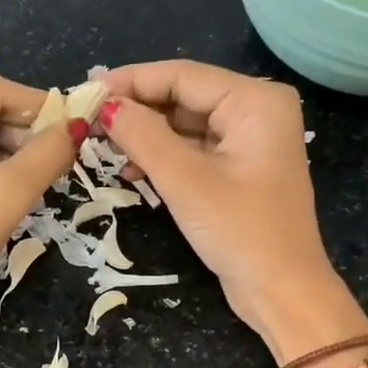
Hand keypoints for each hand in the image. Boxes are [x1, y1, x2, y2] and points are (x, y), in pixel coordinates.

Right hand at [99, 60, 367, 360]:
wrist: (282, 291)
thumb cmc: (240, 231)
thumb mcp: (186, 181)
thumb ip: (142, 136)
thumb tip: (104, 105)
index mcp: (255, 101)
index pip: (182, 76)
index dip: (131, 81)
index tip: (86, 91)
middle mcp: (256, 111)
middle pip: (184, 96)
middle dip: (137, 109)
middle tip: (88, 119)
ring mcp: (249, 142)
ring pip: (185, 124)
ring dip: (146, 135)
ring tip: (102, 144)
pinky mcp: (239, 170)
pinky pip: (194, 150)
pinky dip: (163, 157)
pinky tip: (131, 170)